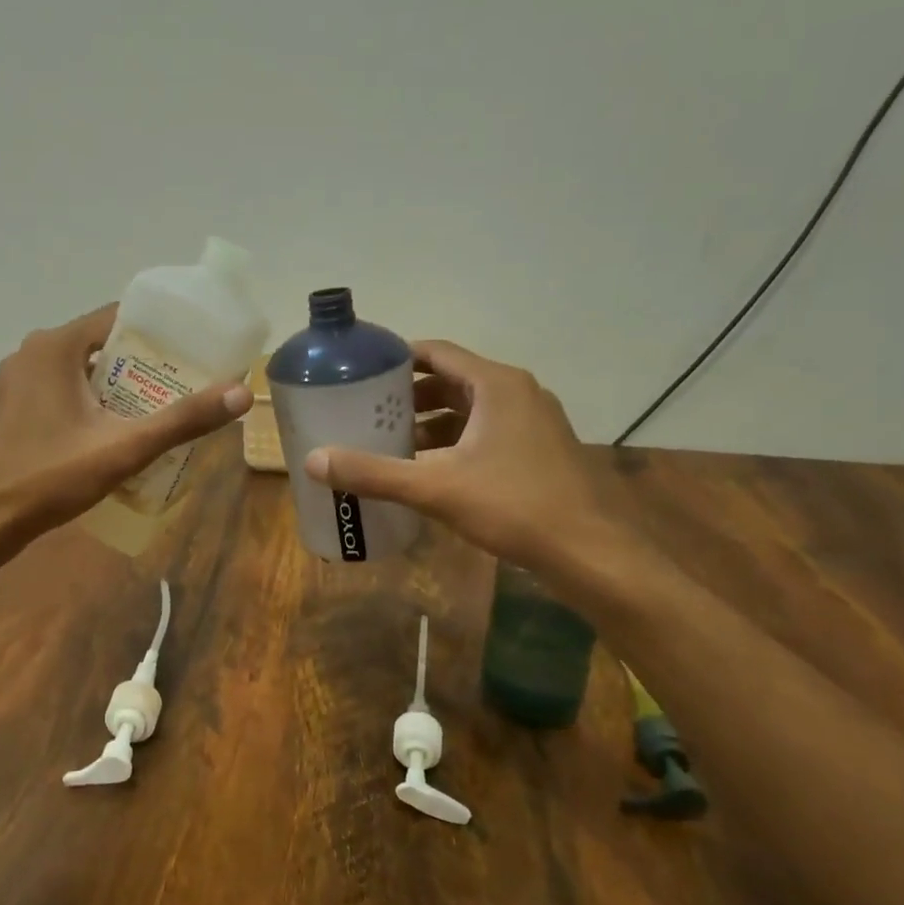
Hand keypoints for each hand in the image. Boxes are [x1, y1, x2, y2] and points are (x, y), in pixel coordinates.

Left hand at [0, 304, 250, 536]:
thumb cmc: (51, 475)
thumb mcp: (125, 447)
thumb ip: (182, 420)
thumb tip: (241, 393)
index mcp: (56, 346)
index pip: (118, 317)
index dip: (159, 331)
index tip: (193, 348)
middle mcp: (32, 352)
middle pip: (102, 344)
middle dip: (143, 362)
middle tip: (184, 382)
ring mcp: (17, 380)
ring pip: (82, 370)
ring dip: (117, 384)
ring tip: (158, 405)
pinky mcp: (12, 406)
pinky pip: (62, 389)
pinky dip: (91, 400)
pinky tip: (114, 428)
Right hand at [303, 339, 656, 593]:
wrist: (590, 552)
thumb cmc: (514, 506)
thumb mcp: (435, 488)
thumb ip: (374, 472)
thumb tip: (313, 461)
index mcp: (496, 385)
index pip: (437, 352)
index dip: (398, 358)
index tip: (363, 372)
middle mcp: (518, 393)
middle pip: (453, 380)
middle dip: (410, 395)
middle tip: (370, 411)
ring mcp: (535, 422)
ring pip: (471, 410)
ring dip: (433, 422)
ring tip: (393, 442)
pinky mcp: (541, 450)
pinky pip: (489, 432)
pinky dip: (457, 442)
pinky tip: (432, 470)